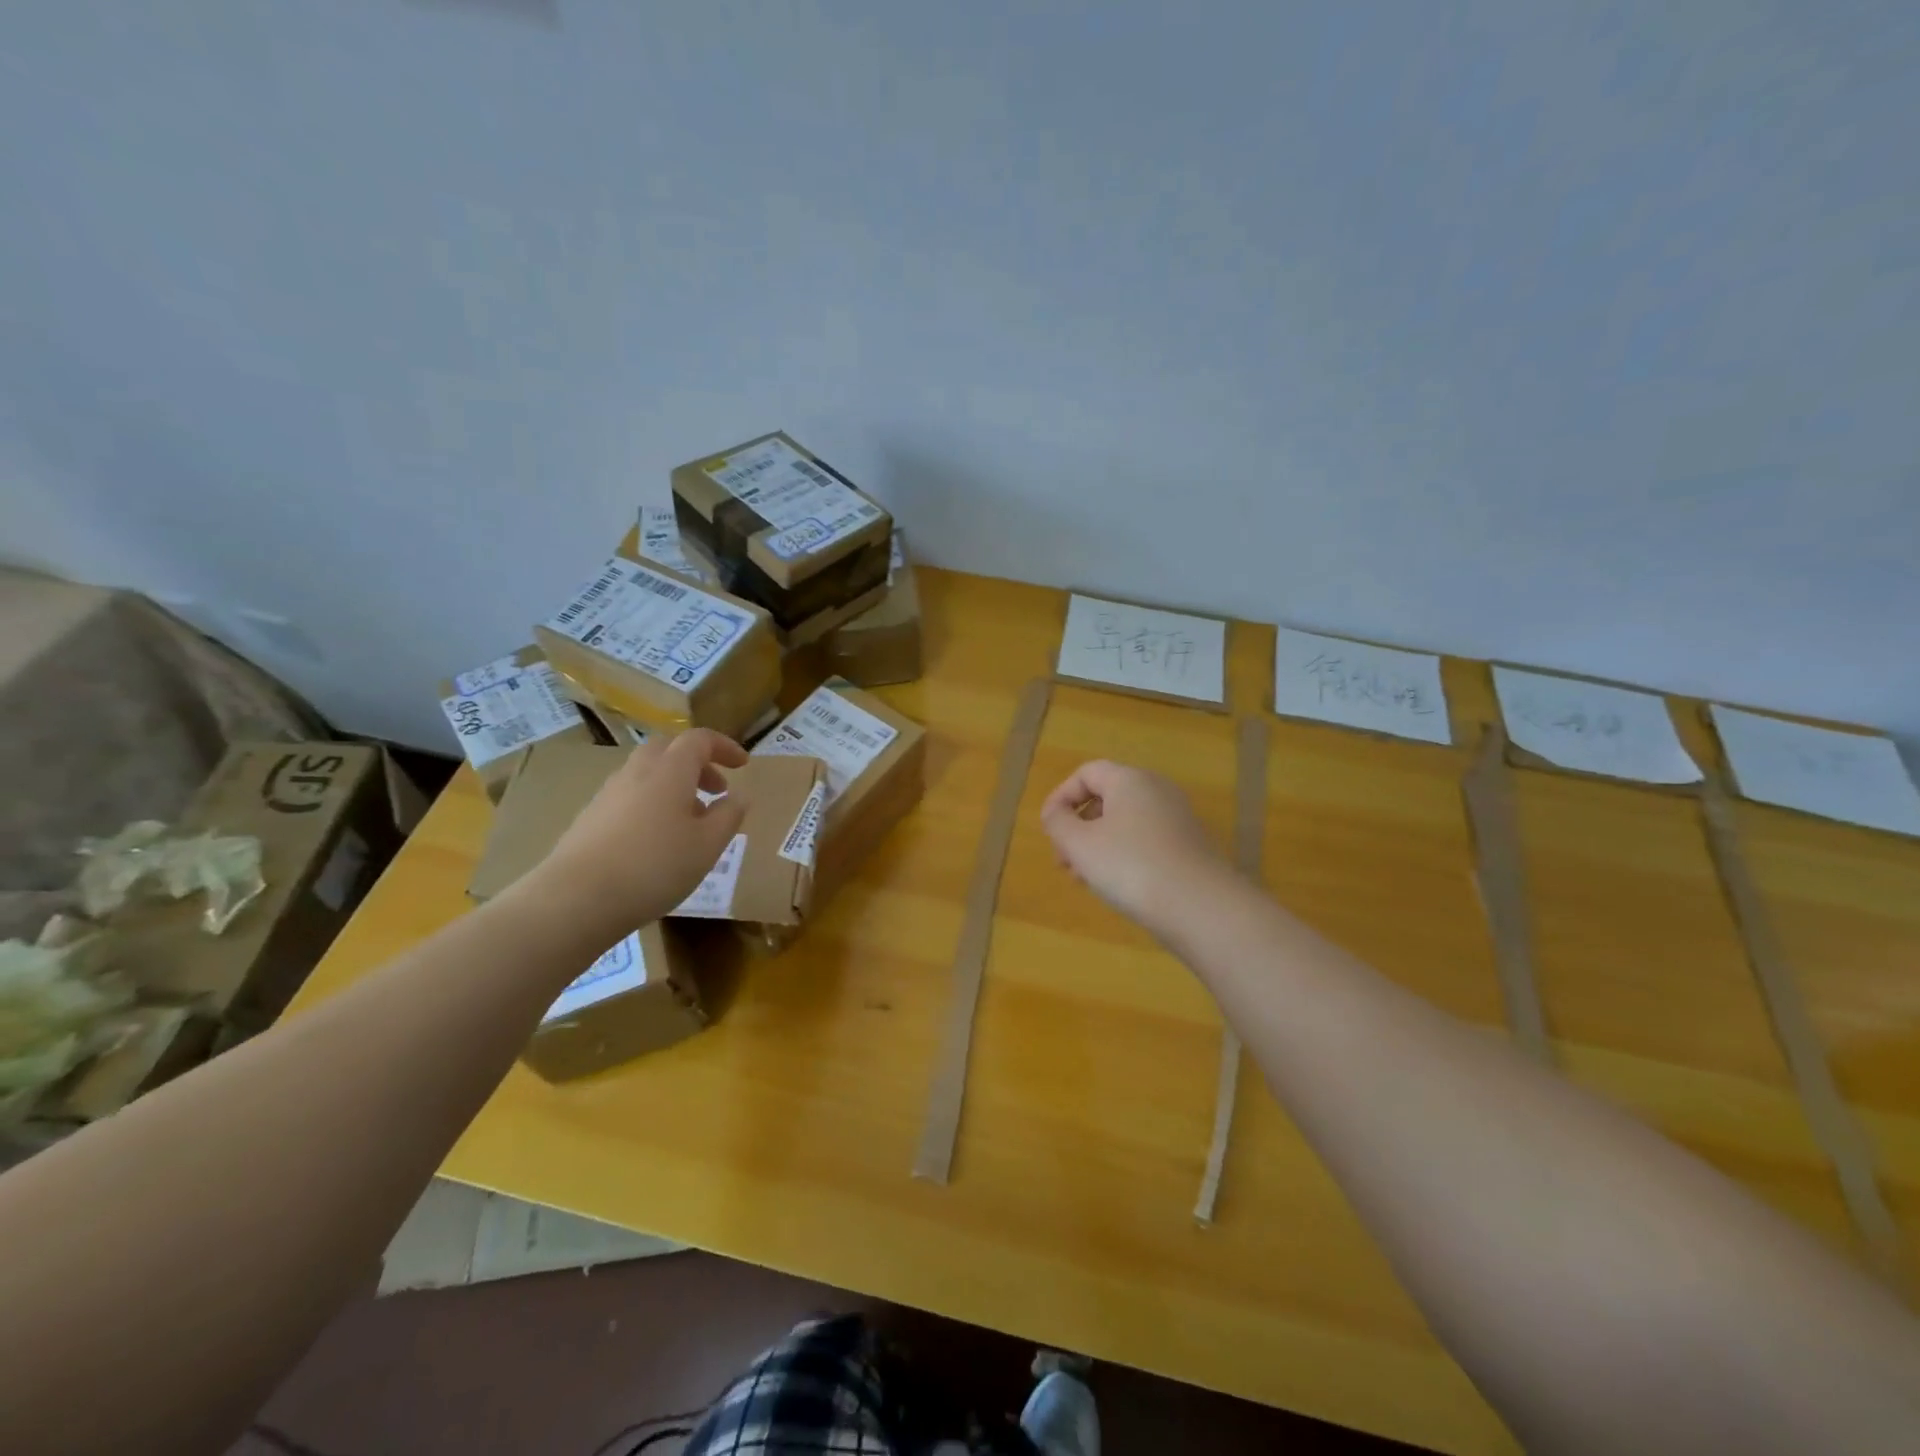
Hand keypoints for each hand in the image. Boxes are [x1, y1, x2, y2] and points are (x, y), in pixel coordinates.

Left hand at [528, 729, 748, 934]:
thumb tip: (738, 795)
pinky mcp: (590, 818)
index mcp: (670, 770)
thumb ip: (729, 816)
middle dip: (696, 763)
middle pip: (668, 749)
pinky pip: (630, 796)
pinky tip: (657, 840)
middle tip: (716, 789)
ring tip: (690, 820)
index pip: (699, 740)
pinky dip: (652, 803)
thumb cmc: (655, 866)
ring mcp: (609, 794)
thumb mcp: (708, 845)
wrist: (576, 899)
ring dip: (674, 785)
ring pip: (647, 773)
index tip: (743, 764)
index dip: (724, 747)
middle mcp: (637, 772)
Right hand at [1040, 759, 1229, 933]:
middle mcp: (1157, 791)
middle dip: (1078, 826)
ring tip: (1084, 879)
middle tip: (1063, 860)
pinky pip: (1145, 841)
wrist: (1201, 907)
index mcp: (1130, 780)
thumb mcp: (1079, 845)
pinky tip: (1116, 887)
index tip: (1048, 829)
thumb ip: (1058, 822)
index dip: (1060, 797)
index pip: (1086, 773)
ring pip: (1125, 823)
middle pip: (1107, 798)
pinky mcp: (1189, 846)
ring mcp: (1177, 819)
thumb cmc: (1130, 867)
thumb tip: (1056, 813)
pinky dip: (1123, 856)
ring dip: (1098, 845)